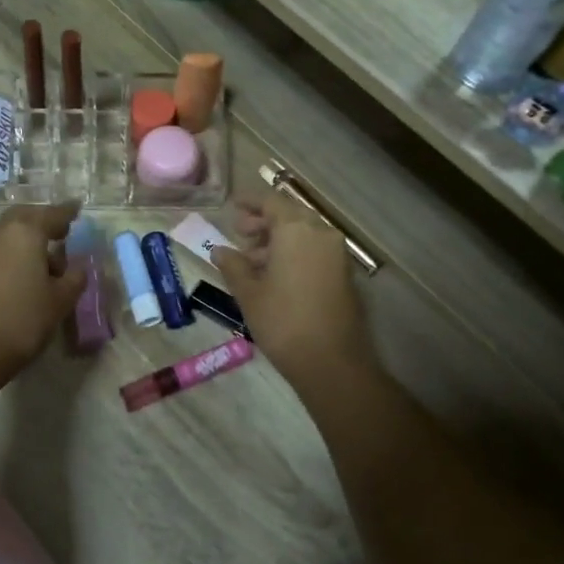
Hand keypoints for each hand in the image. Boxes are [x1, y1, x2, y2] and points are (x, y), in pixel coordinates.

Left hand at [0, 203, 85, 383]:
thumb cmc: (24, 320)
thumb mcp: (61, 300)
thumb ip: (74, 277)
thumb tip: (76, 267)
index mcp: (25, 232)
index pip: (52, 214)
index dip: (67, 212)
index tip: (77, 208)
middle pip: (25, 217)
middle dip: (43, 221)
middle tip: (61, 232)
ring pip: (7, 230)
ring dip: (25, 237)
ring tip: (43, 258)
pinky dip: (11, 249)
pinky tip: (22, 269)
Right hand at [213, 196, 375, 387]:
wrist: (331, 361)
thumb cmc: (283, 322)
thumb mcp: (249, 293)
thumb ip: (233, 266)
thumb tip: (219, 250)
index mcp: (296, 230)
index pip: (271, 202)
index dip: (250, 202)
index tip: (233, 206)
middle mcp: (320, 233)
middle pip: (289, 216)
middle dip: (264, 222)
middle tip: (240, 234)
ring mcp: (336, 253)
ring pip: (303, 234)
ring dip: (278, 240)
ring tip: (252, 261)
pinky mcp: (344, 274)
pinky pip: (315, 250)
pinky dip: (294, 253)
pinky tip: (274, 275)